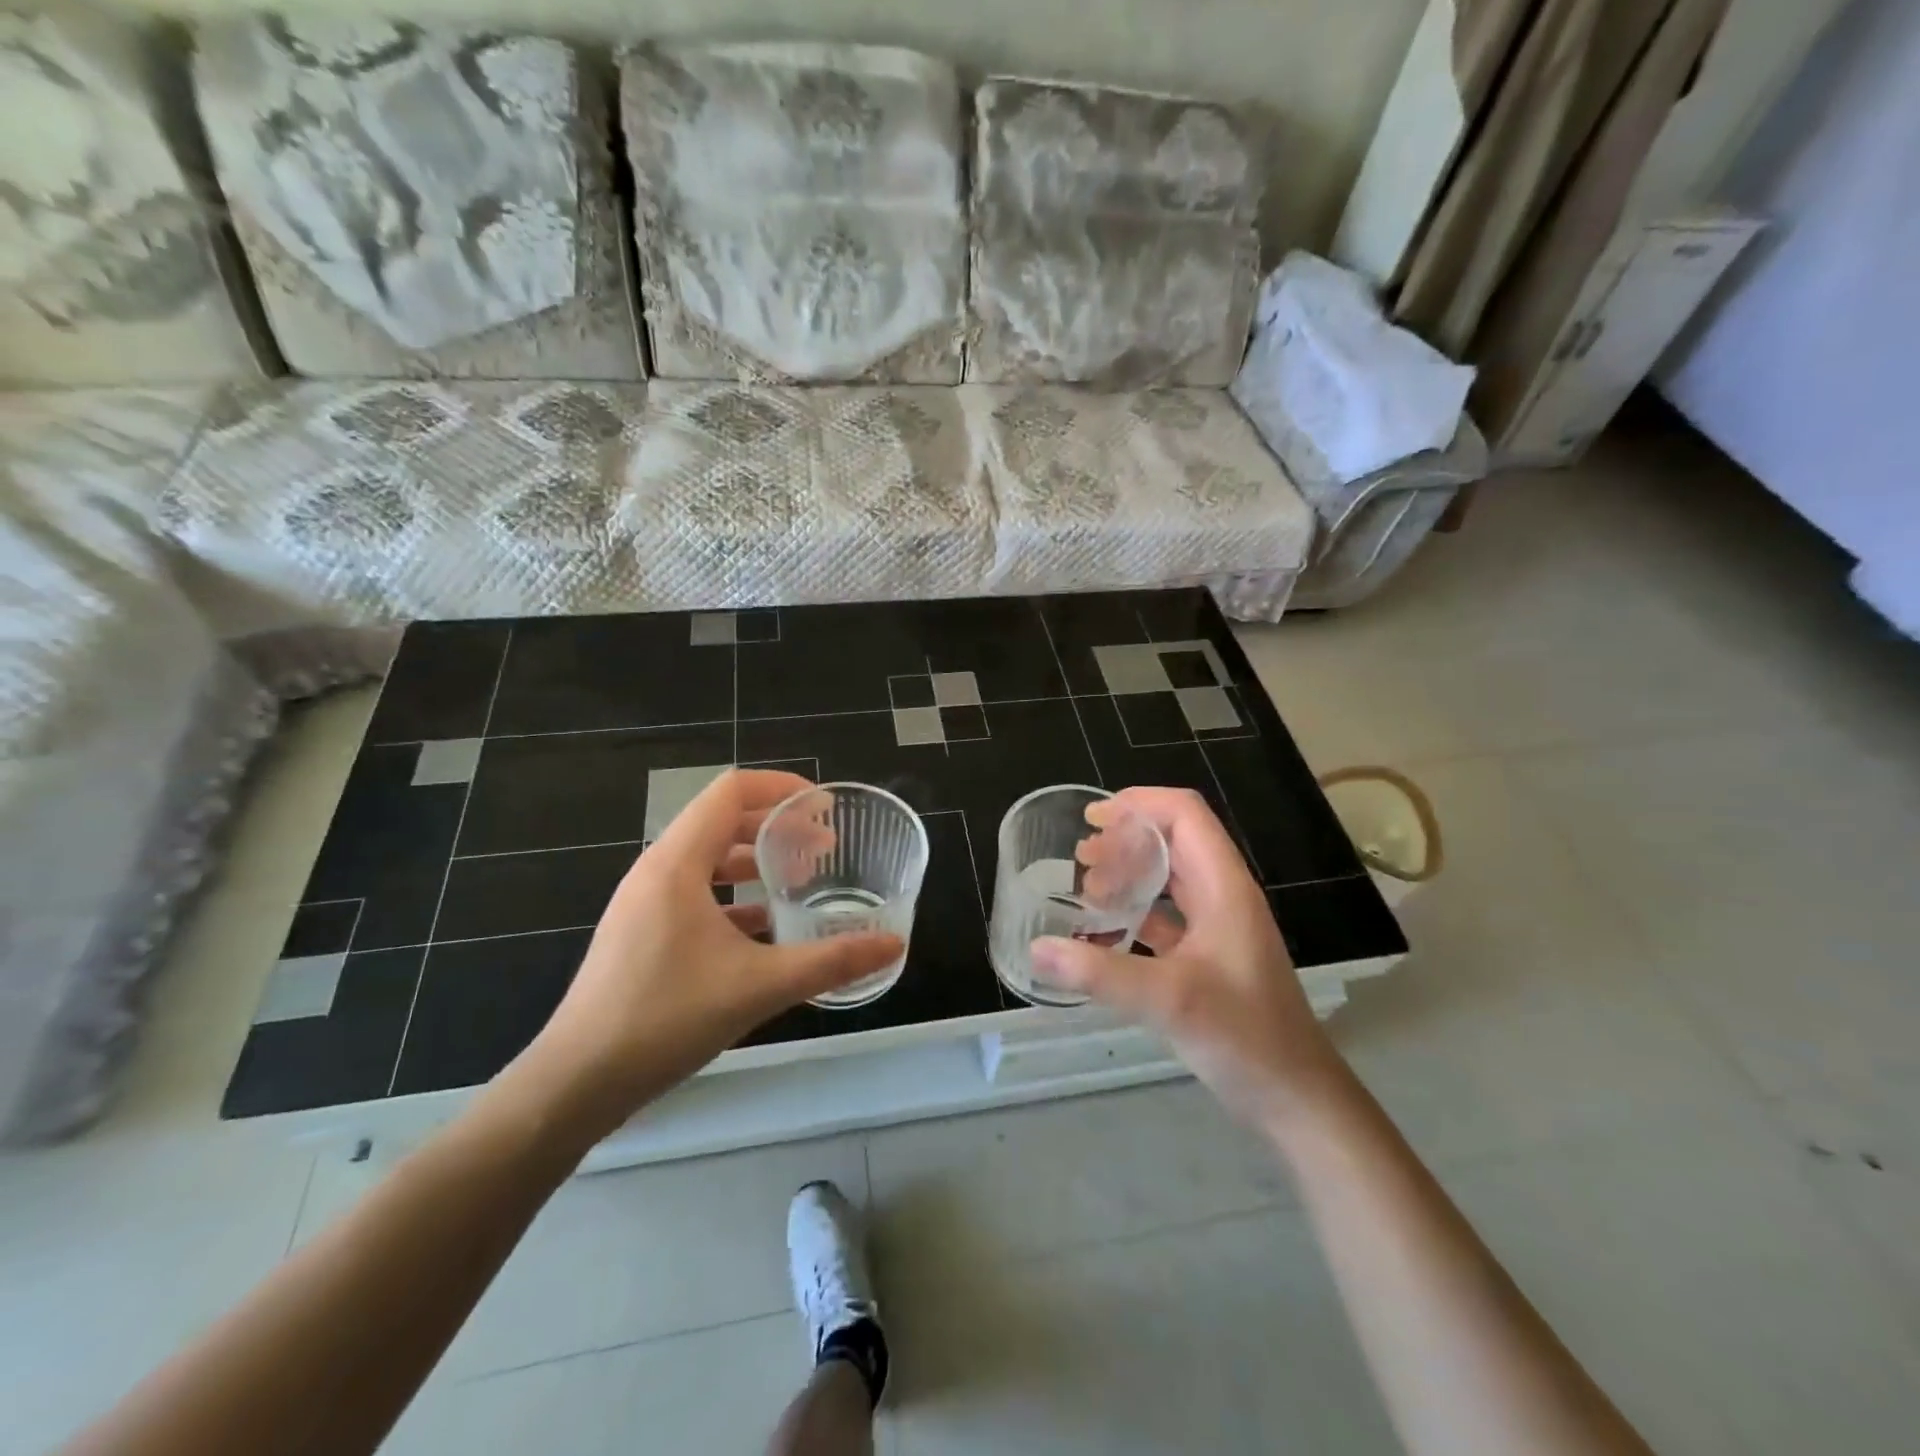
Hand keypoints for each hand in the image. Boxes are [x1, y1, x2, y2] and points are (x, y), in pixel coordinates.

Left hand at [513, 770, 902, 1139]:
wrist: (575, 1084)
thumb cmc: (665, 1019)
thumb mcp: (760, 986)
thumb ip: (831, 961)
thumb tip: (894, 944)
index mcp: (677, 863)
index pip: (732, 791)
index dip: (782, 788)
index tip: (825, 809)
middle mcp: (657, 871)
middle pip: (723, 821)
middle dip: (778, 827)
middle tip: (825, 850)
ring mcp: (644, 903)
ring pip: (709, 860)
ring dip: (757, 862)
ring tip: (801, 882)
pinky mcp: (641, 933)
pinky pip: (696, 894)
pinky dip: (735, 897)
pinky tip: (765, 929)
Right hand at [1032, 787, 1351, 1129]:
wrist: (1295, 1098)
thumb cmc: (1244, 1037)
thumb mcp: (1168, 1000)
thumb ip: (1100, 973)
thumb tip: (1037, 949)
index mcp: (1223, 886)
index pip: (1184, 814)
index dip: (1138, 804)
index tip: (1092, 819)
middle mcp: (1222, 895)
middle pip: (1173, 840)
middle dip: (1124, 839)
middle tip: (1080, 860)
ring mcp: (1218, 926)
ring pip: (1169, 878)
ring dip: (1128, 874)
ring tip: (1086, 891)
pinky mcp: (1210, 956)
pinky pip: (1167, 916)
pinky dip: (1134, 913)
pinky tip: (1104, 934)